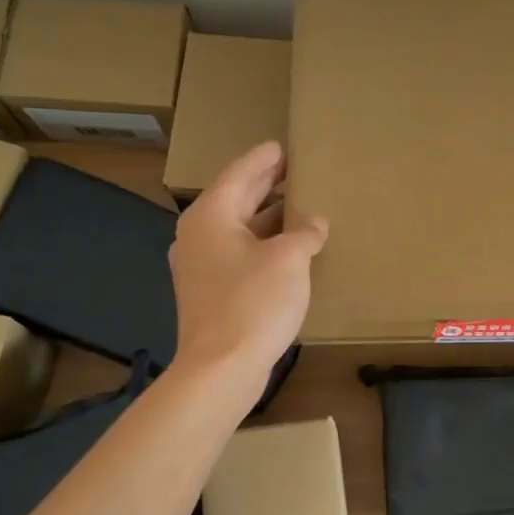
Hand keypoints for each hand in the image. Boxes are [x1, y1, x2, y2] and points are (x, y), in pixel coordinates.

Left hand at [169, 141, 327, 390]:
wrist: (221, 368)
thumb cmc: (253, 302)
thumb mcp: (289, 260)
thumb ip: (304, 233)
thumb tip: (314, 223)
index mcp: (211, 216)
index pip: (239, 174)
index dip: (263, 159)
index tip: (282, 146)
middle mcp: (199, 235)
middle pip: (235, 199)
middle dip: (264, 184)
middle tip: (293, 168)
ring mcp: (201, 266)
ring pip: (238, 229)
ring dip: (266, 217)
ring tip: (297, 205)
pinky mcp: (210, 292)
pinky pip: (238, 254)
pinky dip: (262, 244)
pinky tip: (287, 249)